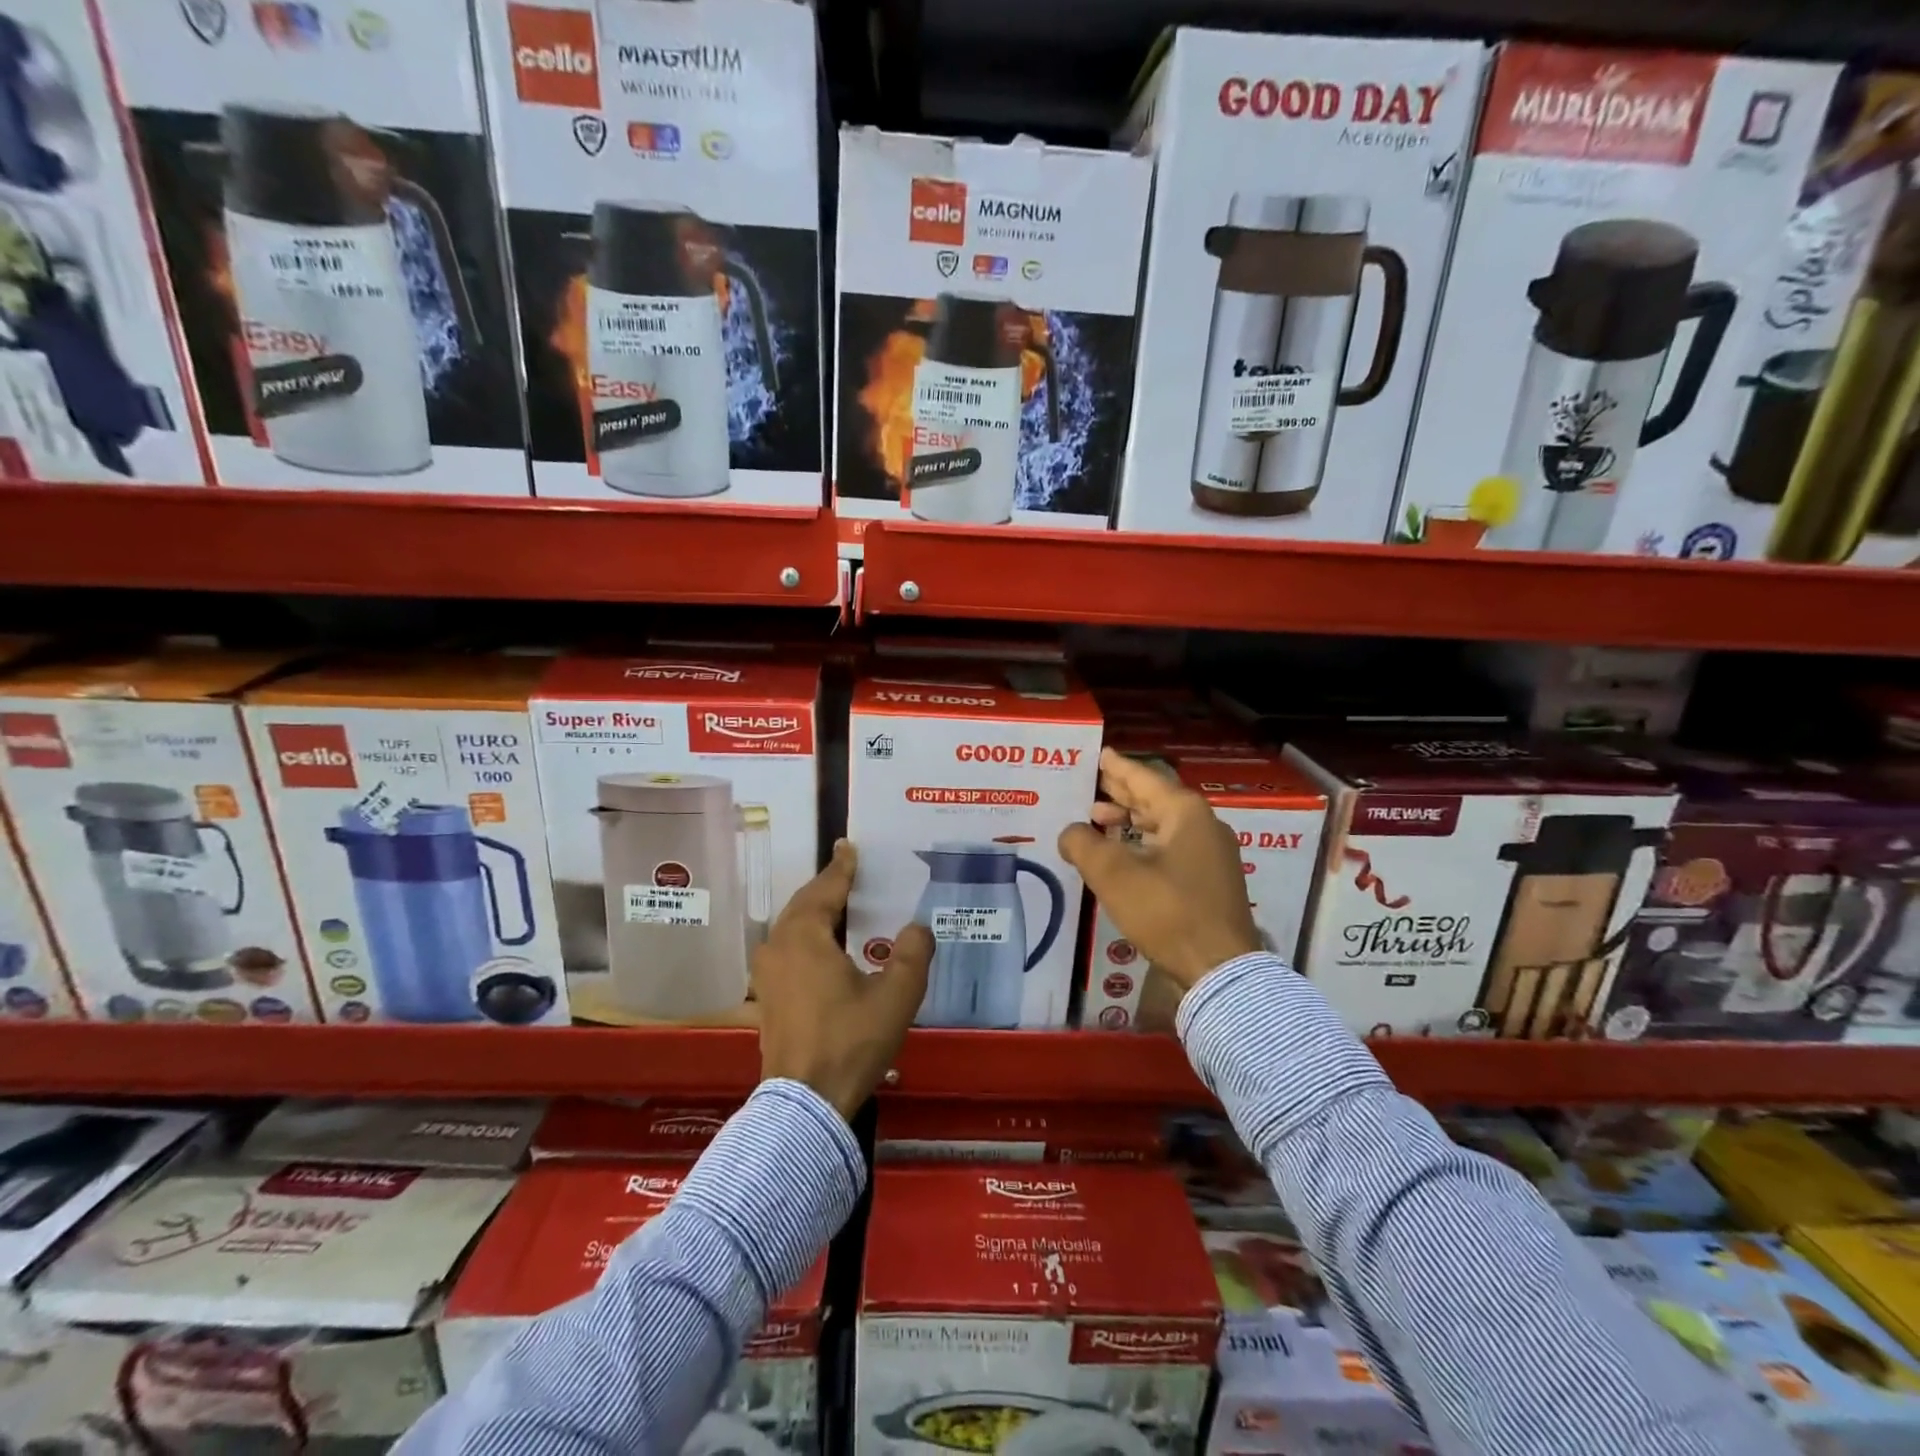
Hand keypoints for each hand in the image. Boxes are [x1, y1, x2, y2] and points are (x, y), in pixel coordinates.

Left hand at [752, 840, 932, 1120]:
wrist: (805, 1104)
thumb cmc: (850, 1041)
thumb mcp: (895, 996)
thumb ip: (911, 954)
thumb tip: (917, 928)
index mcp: (805, 936)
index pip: (826, 889)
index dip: (842, 868)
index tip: (849, 846)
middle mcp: (779, 946)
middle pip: (804, 904)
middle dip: (827, 887)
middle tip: (850, 872)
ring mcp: (767, 973)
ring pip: (792, 928)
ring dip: (816, 912)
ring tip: (842, 906)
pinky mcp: (766, 998)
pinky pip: (788, 949)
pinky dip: (808, 937)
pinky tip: (827, 948)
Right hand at [1059, 748, 1262, 993]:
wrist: (1219, 969)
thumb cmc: (1167, 911)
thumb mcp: (1114, 874)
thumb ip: (1083, 844)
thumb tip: (1069, 832)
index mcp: (1186, 813)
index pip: (1144, 778)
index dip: (1117, 767)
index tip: (1099, 754)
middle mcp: (1203, 826)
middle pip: (1156, 800)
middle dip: (1122, 793)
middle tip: (1093, 784)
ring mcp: (1211, 856)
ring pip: (1164, 826)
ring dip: (1130, 821)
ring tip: (1098, 819)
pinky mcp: (1210, 882)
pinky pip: (1171, 848)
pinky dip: (1143, 844)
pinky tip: (1123, 855)